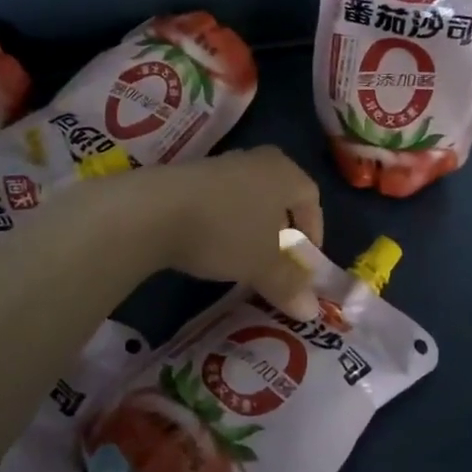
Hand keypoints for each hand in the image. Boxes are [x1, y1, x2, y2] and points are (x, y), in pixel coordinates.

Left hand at [127, 147, 324, 319]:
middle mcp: (256, 160)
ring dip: (251, 228)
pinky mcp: (190, 176)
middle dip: (282, 231)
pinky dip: (224, 223)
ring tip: (244, 259)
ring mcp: (221, 164)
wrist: (157, 209)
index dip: (314, 231)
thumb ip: (289, 285)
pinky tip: (212, 247)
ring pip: (248, 198)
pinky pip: (220, 201)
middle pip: (279, 196)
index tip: (305, 263)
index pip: (312, 197)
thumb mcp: (263, 265)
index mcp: (284, 172)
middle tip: (278, 262)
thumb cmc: (227, 230)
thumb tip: (311, 311)